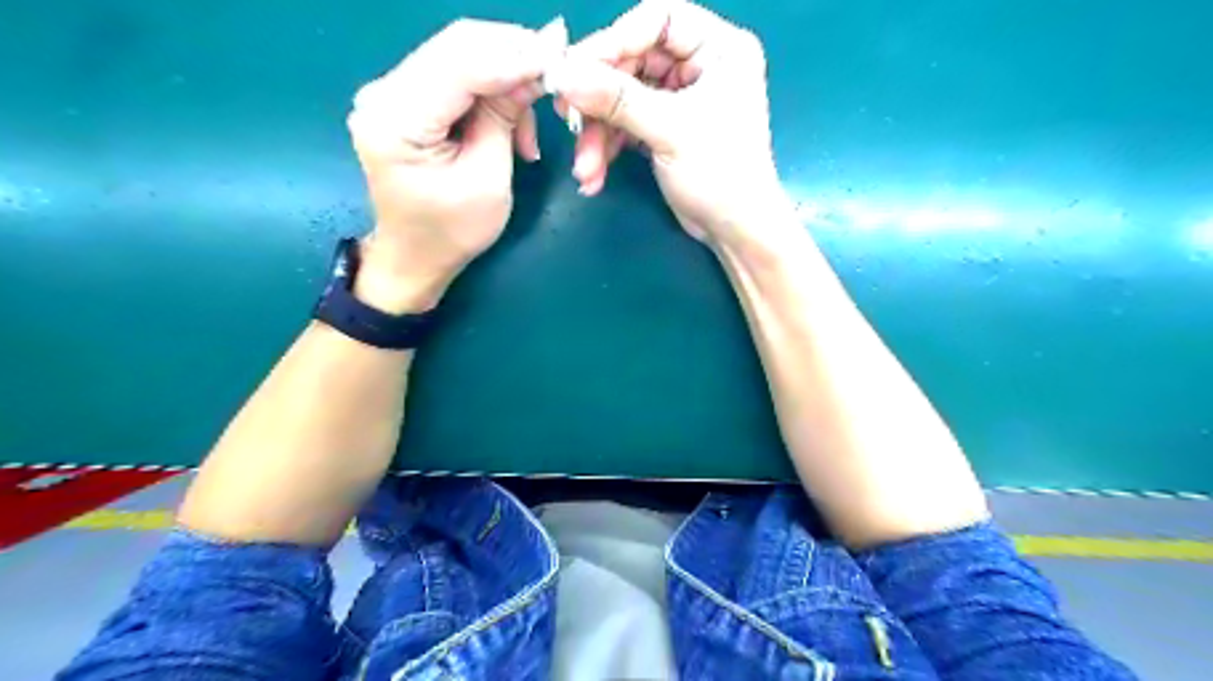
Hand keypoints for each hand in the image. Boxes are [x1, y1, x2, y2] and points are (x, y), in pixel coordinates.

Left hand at [346, 19, 545, 313]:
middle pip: (457, 45)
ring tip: (531, 122)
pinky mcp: (405, 96)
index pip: (460, 64)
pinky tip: (510, 121)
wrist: (414, 254)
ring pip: (460, 53)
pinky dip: (490, 87)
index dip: (514, 55)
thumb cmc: (452, 231)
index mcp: (397, 121)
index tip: (560, 54)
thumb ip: (504, 118)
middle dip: (513, 54)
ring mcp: (391, 91)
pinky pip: (455, 73)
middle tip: (556, 73)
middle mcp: (383, 92)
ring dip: (505, 74)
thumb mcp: (488, 179)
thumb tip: (536, 69)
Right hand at [553, 0, 797, 248]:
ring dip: (599, 135)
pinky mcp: (664, 128)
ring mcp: (679, 99)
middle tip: (567, 120)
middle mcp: (699, 66)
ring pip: (623, 99)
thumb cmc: (720, 173)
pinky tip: (594, 176)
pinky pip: (626, 125)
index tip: (576, 68)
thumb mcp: (670, 130)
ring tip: (585, 169)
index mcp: (718, 49)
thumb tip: (562, 76)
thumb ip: (617, 99)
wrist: (734, 231)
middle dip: (599, 100)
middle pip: (632, 62)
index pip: (658, 20)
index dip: (615, 40)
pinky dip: (608, 148)